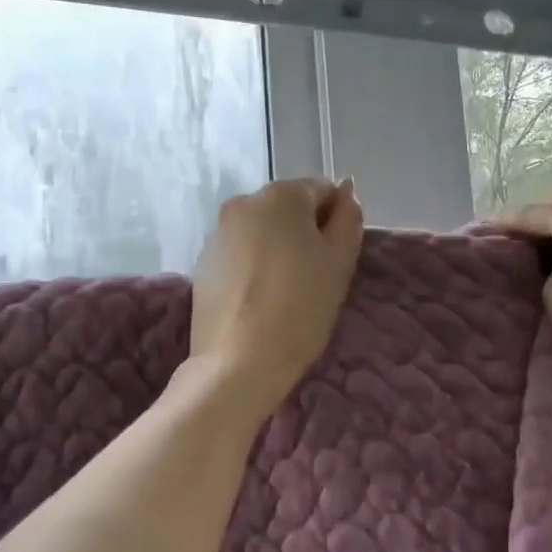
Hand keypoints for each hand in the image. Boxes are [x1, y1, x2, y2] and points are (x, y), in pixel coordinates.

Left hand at [190, 177, 363, 414]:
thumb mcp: (340, 261)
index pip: (322, 190)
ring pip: (262, 232)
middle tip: (315, 277)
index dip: (336, 222)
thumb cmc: (301, 307)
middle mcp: (243, 202)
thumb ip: (348, 218)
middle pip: (288, 209)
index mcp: (281, 195)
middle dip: (304, 233)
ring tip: (285, 293)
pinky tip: (260, 301)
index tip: (336, 258)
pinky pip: (241, 254)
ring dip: (278, 249)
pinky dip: (254, 267)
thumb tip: (345, 192)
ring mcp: (218, 233)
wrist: (240, 361)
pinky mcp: (203, 264)